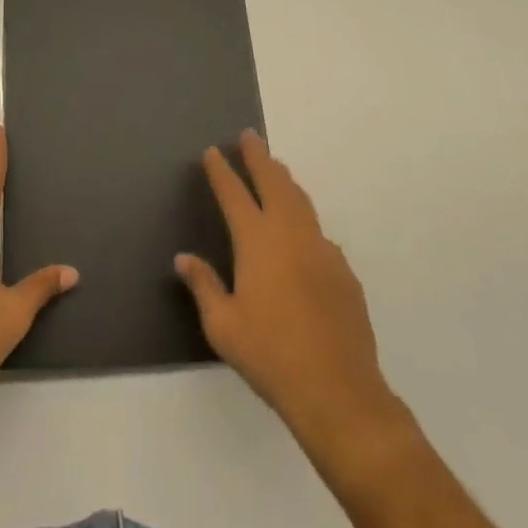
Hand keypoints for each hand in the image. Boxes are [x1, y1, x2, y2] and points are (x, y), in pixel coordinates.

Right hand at [175, 130, 404, 449]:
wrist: (338, 390)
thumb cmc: (270, 355)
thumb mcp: (223, 326)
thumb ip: (203, 286)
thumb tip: (184, 258)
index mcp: (256, 240)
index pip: (233, 192)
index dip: (221, 170)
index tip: (212, 151)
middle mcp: (290, 233)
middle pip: (273, 181)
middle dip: (258, 156)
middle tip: (249, 137)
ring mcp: (321, 249)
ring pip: (300, 200)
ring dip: (284, 179)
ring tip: (276, 168)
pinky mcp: (343, 271)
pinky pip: (319, 233)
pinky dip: (305, 219)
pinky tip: (303, 234)